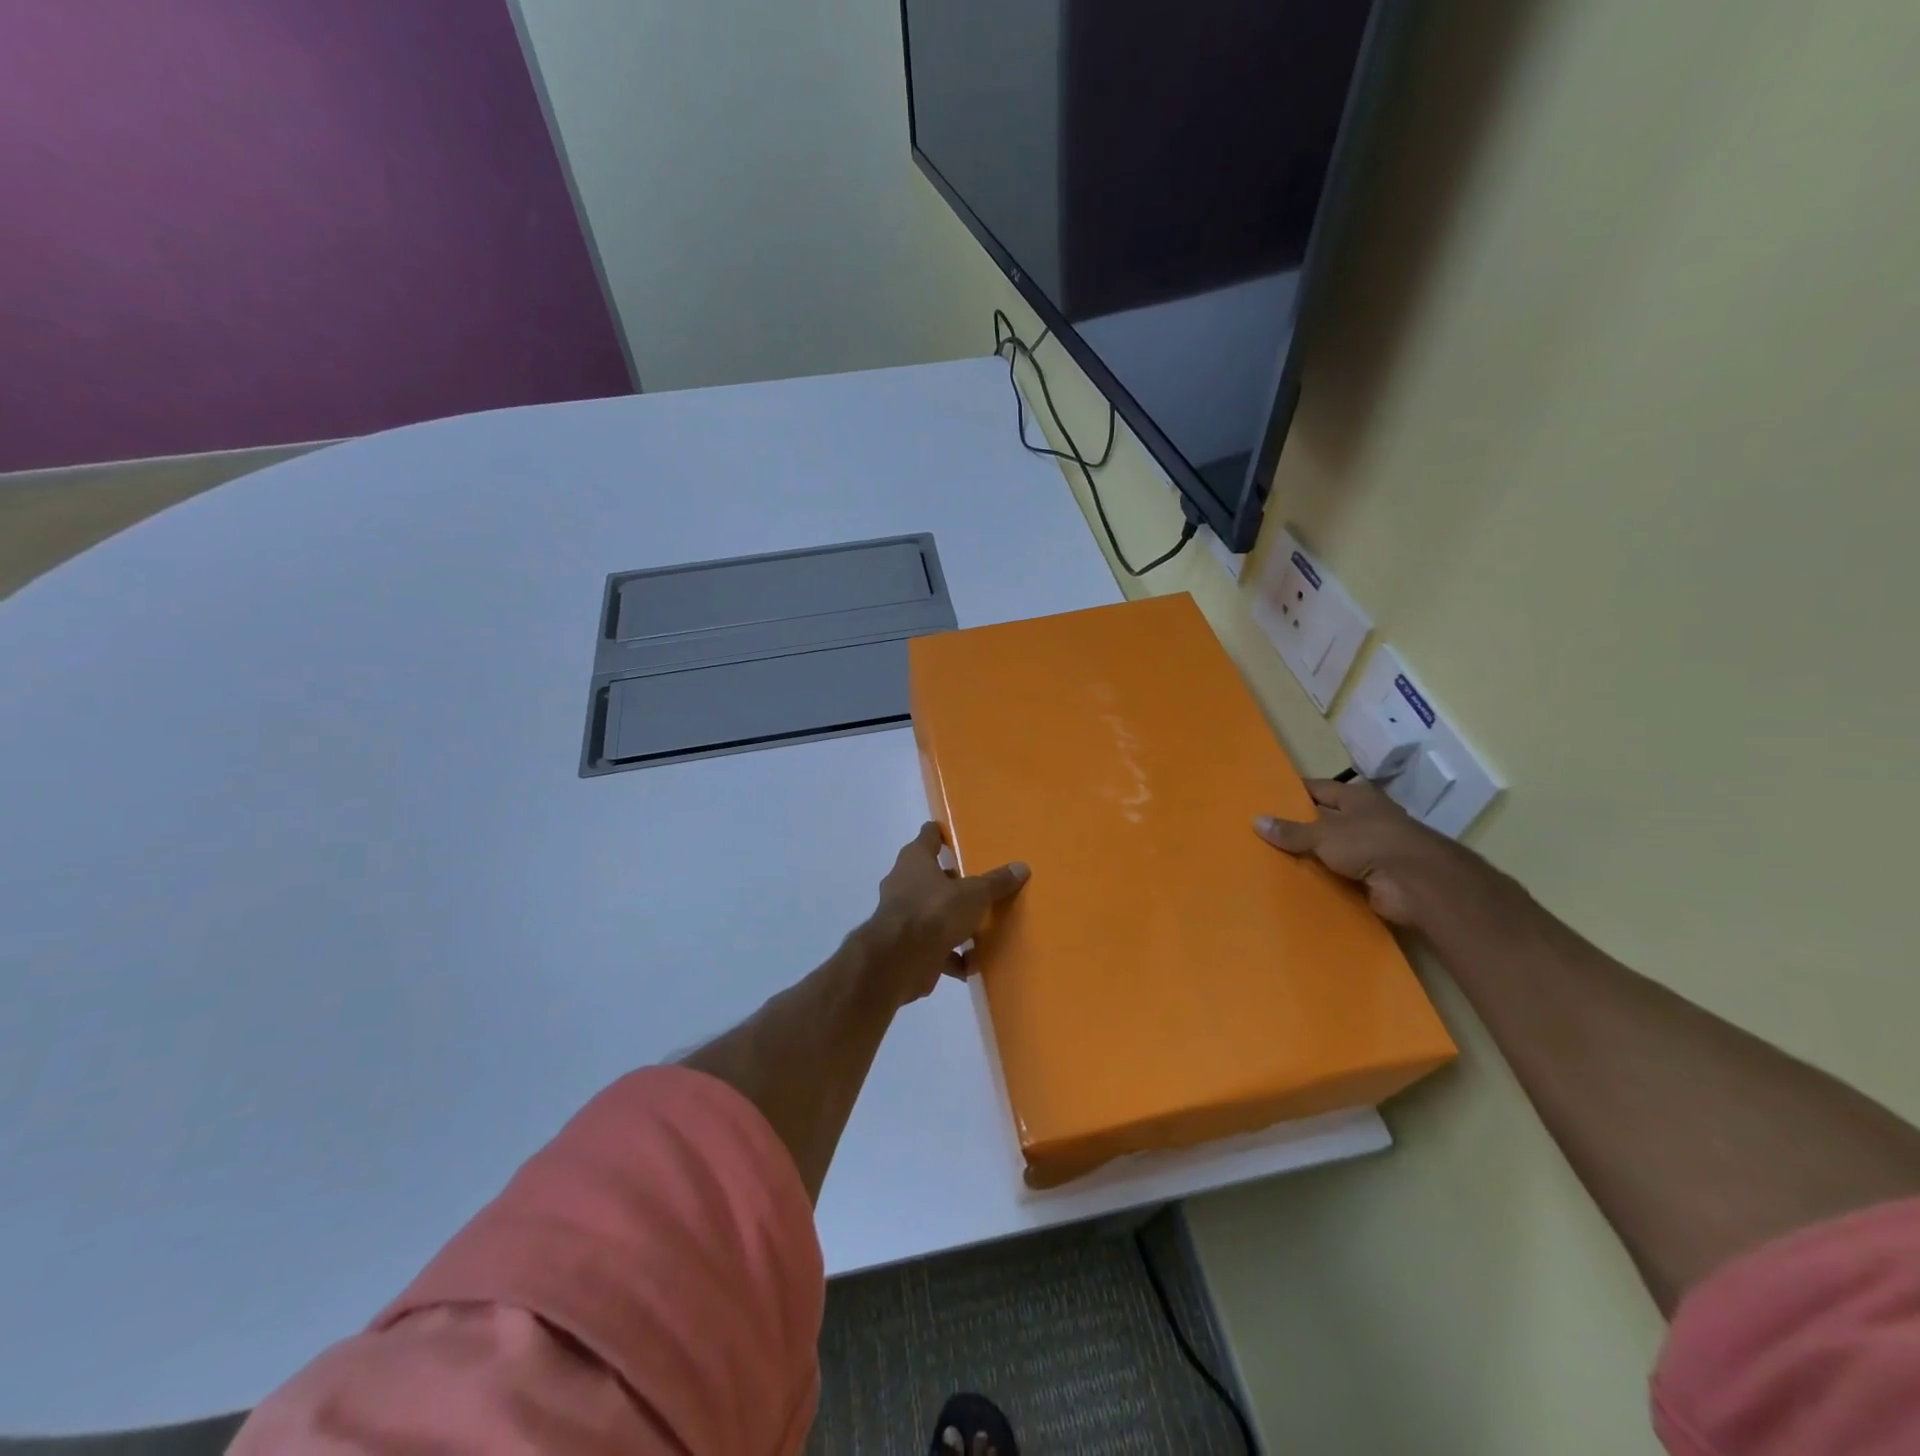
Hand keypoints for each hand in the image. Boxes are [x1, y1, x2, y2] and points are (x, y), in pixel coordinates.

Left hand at [860, 822, 1029, 1005]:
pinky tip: (970, 965)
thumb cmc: (935, 911)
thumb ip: (996, 882)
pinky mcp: (903, 945)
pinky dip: (950, 956)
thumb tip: (1021, 867)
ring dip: (952, 922)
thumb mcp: (974, 894)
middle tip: (975, 887)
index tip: (954, 837)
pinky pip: (932, 946)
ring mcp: (901, 915)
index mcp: (916, 860)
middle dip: (951, 883)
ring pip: (931, 913)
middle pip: (930, 876)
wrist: (899, 960)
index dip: (940, 834)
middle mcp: (903, 882)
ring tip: (979, 929)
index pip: (928, 836)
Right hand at [1254, 777, 1477, 927]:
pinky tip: (1296, 882)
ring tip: (1271, 859)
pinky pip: (1340, 874)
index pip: (1317, 789)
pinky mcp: (1374, 877)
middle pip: (1324, 819)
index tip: (1265, 799)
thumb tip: (1256, 820)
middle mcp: (1365, 819)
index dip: (1292, 793)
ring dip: (1310, 856)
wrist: (1418, 884)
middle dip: (1297, 826)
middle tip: (1261, 832)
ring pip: (1331, 849)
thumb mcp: (1323, 833)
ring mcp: (1372, 849)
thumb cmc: (1371, 843)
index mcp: (1356, 798)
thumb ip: (1291, 831)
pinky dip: (1323, 878)